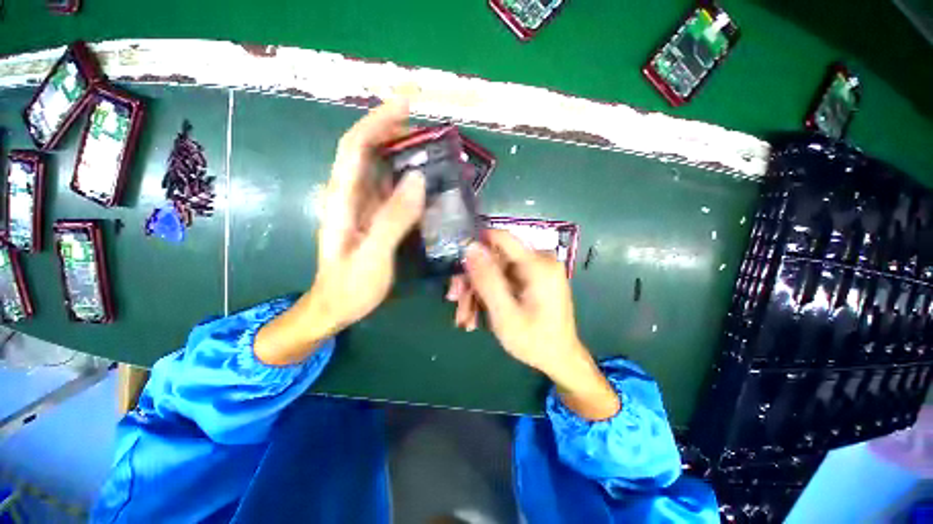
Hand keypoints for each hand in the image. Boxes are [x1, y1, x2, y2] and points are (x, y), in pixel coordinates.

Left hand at [255, 101, 424, 365]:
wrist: (335, 307)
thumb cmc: (349, 287)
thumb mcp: (372, 256)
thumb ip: (393, 219)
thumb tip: (417, 179)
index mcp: (343, 200)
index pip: (356, 147)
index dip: (378, 121)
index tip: (406, 104)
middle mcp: (351, 195)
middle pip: (370, 151)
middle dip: (396, 131)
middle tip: (431, 128)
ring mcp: (364, 206)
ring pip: (383, 169)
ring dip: (406, 154)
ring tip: (436, 151)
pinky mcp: (375, 217)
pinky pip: (393, 191)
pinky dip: (410, 180)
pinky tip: (429, 182)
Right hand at [451, 230, 619, 419]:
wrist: (560, 359)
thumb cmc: (535, 341)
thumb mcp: (505, 313)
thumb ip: (487, 279)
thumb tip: (470, 246)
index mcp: (538, 264)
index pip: (499, 237)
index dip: (475, 246)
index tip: (456, 265)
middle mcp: (538, 261)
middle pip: (494, 258)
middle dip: (472, 280)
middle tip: (454, 301)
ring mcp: (536, 271)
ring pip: (495, 271)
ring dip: (477, 293)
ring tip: (465, 318)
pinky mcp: (532, 280)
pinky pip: (504, 280)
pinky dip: (489, 296)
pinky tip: (477, 317)